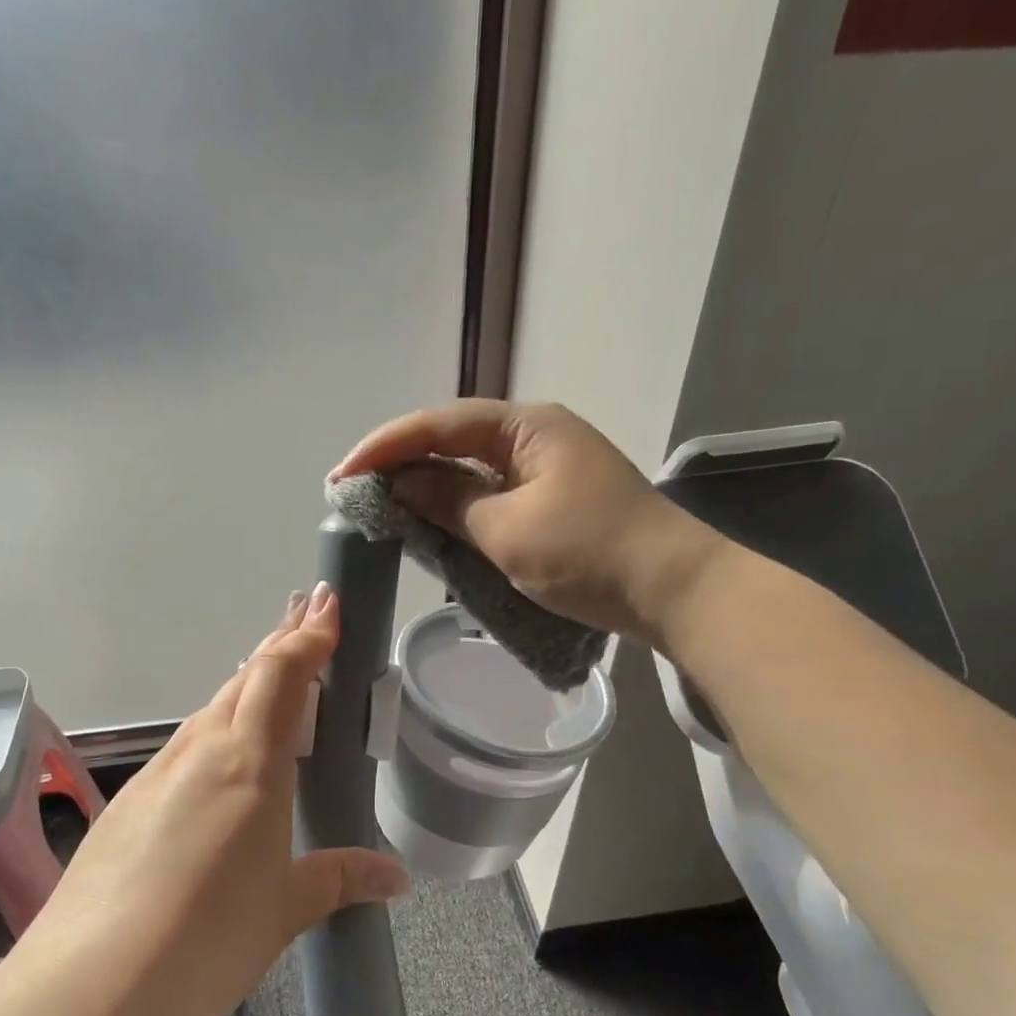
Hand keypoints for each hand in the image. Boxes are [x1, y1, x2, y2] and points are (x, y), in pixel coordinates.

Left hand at [2, 584, 409, 1015]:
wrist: (86, 990)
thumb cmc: (205, 941)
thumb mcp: (284, 911)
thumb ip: (339, 880)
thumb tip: (396, 877)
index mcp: (249, 763)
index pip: (282, 675)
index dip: (308, 636)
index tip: (327, 605)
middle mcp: (200, 751)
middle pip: (245, 679)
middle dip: (281, 644)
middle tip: (309, 620)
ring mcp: (157, 774)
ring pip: (212, 710)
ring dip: (247, 686)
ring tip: (275, 680)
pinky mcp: (128, 803)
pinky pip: (185, 748)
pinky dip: (216, 730)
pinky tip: (222, 761)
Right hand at [331, 399, 722, 643]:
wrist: (673, 590)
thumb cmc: (589, 553)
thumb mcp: (508, 530)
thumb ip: (448, 501)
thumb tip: (401, 483)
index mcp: (527, 426)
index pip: (440, 425)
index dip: (386, 447)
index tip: (342, 474)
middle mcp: (536, 435)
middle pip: (454, 438)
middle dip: (402, 461)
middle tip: (354, 486)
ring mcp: (548, 467)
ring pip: (472, 467)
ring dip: (428, 483)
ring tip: (382, 500)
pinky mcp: (554, 499)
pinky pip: (493, 492)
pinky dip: (459, 505)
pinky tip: (432, 518)